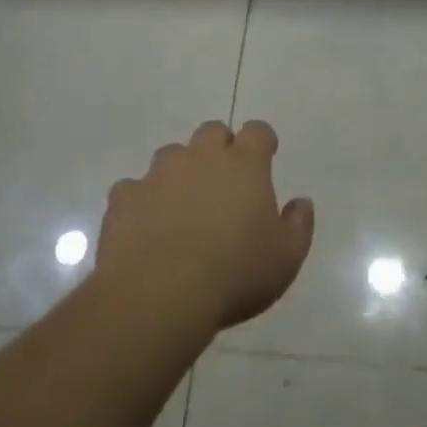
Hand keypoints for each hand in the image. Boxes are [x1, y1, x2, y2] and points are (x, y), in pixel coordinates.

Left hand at [95, 121, 313, 336]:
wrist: (159, 294)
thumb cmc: (234, 274)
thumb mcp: (286, 259)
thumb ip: (298, 225)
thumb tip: (301, 202)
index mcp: (243, 165)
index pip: (257, 131)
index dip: (262, 141)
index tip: (265, 157)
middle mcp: (200, 158)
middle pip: (212, 132)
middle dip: (220, 148)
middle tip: (225, 183)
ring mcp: (158, 174)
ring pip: (172, 155)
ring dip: (181, 172)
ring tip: (183, 209)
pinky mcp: (125, 196)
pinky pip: (135, 188)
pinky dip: (143, 201)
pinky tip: (147, 228)